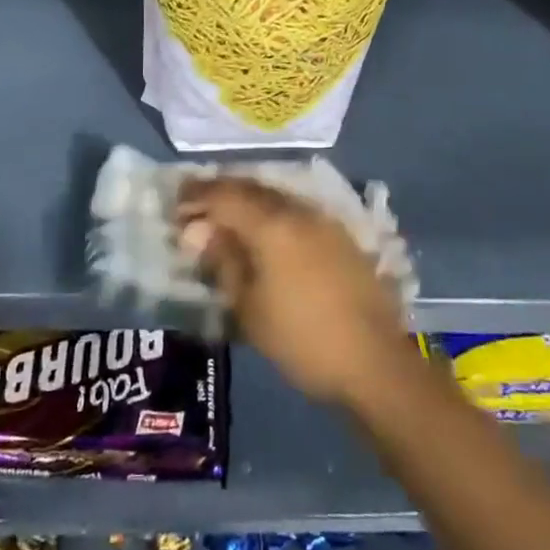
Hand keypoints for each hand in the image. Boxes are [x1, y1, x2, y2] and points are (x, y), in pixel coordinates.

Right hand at [177, 178, 413, 408]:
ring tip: (226, 220)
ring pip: (275, 197)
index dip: (197, 194)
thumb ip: (223, 261)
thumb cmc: (301, 339)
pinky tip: (264, 234)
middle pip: (251, 188)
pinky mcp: (341, 236)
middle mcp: (298, 211)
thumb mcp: (249, 307)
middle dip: (220, 193)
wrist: (374, 361)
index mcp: (271, 224)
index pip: (224, 194)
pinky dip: (271, 214)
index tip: (176, 202)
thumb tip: (200, 232)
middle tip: (196, 208)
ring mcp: (324, 221)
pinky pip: (295, 212)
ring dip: (247, 202)